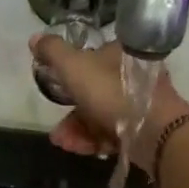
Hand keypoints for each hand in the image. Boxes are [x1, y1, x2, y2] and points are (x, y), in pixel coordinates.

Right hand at [29, 34, 188, 173]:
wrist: (154, 130)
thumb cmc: (112, 92)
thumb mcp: (74, 67)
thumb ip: (53, 52)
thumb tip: (34, 38)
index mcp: (119, 55)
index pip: (90, 61)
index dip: (69, 78)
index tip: (55, 92)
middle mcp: (132, 77)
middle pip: (93, 94)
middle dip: (70, 114)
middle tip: (56, 130)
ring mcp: (139, 104)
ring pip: (100, 116)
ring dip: (77, 130)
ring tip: (63, 143)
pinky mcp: (142, 130)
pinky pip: (112, 133)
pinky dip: (94, 141)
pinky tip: (80, 149)